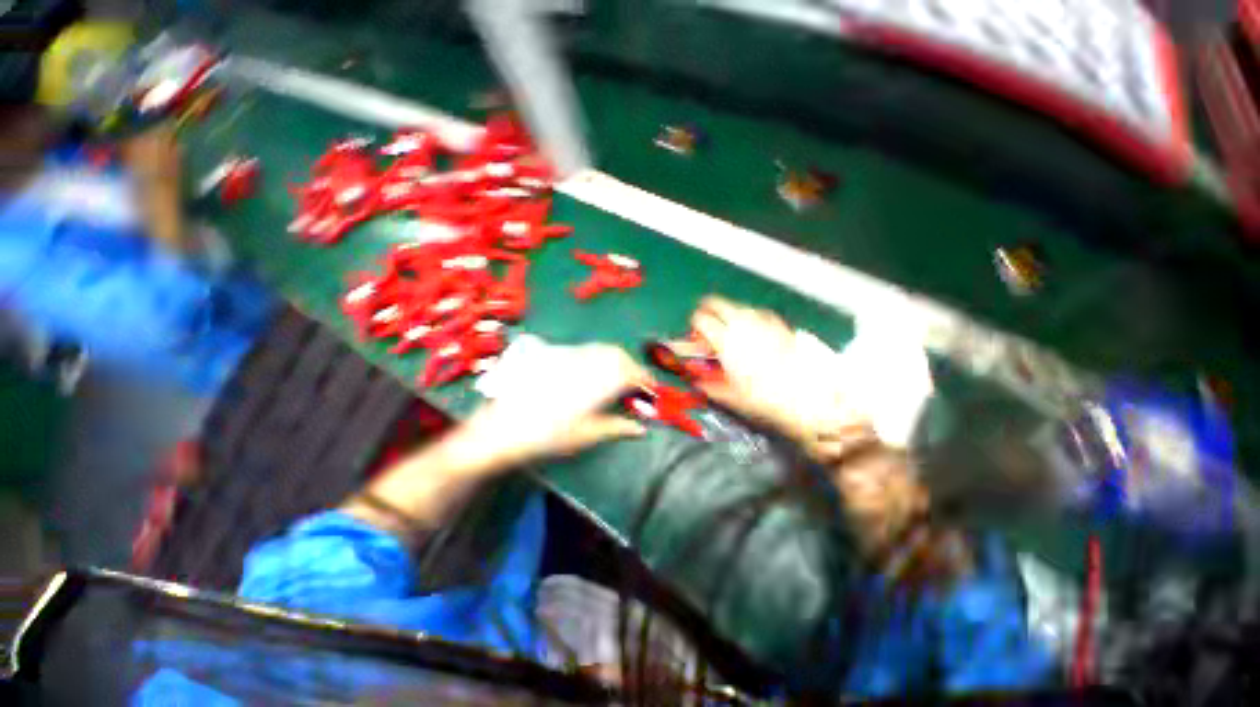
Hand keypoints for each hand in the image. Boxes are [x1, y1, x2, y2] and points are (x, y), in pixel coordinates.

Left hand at [344, 343, 651, 540]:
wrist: (500, 429)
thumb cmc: (546, 436)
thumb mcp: (586, 435)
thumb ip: (617, 427)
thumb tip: (641, 428)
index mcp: (596, 381)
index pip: (630, 373)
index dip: (645, 380)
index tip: (653, 390)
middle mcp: (585, 362)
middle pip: (618, 355)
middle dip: (631, 368)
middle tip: (635, 387)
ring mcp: (568, 357)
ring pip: (601, 350)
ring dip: (616, 361)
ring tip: (617, 380)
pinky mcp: (554, 357)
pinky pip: (585, 351)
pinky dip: (598, 358)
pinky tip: (594, 374)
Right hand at [690, 296, 866, 451]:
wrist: (808, 394)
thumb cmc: (765, 397)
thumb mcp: (731, 396)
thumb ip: (710, 386)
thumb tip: (699, 383)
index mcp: (725, 339)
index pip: (700, 318)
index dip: (694, 326)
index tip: (696, 338)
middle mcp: (741, 323)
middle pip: (716, 303)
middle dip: (707, 311)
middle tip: (708, 327)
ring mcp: (761, 320)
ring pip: (735, 306)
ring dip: (727, 315)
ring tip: (731, 334)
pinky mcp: (778, 323)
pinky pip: (755, 313)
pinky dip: (748, 319)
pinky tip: (753, 334)